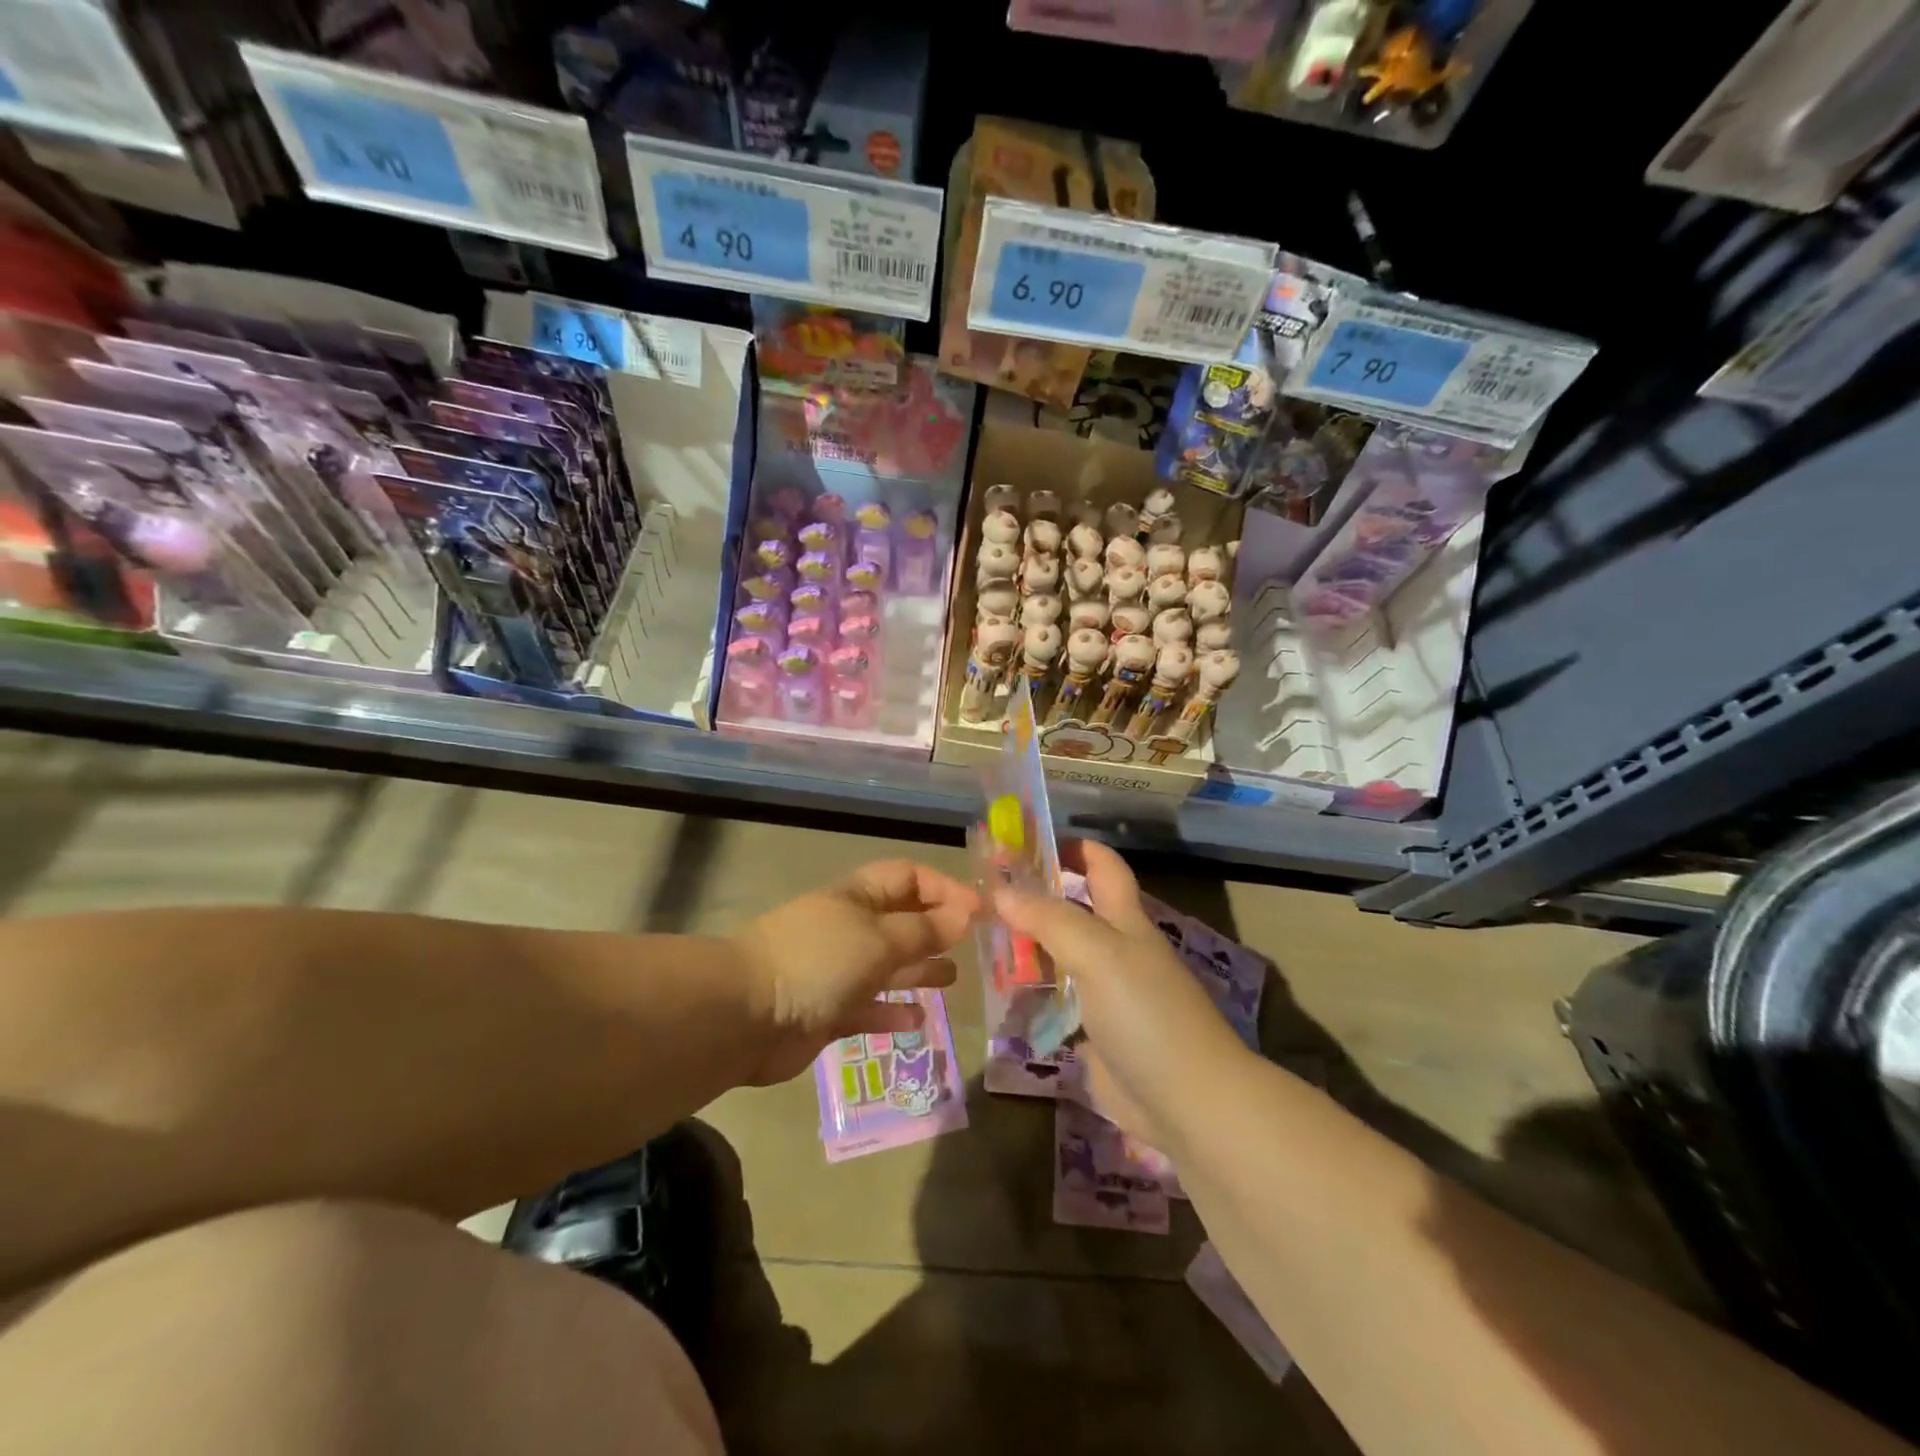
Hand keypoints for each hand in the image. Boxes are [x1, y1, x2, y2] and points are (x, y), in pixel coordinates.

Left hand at [731, 859, 978, 1085]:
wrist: (746, 1015)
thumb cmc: (818, 961)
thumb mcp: (879, 939)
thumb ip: (924, 930)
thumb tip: (966, 913)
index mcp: (857, 897)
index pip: (907, 877)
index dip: (944, 888)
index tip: (979, 912)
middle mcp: (848, 928)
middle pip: (900, 921)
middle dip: (935, 930)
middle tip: (970, 947)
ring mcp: (836, 971)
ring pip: (887, 966)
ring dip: (918, 970)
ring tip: (951, 979)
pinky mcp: (827, 1011)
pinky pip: (868, 1007)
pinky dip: (892, 1011)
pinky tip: (918, 1019)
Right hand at [995, 841, 1251, 1153]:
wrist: (1187, 1101)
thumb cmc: (1146, 1013)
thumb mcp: (1098, 953)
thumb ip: (1049, 919)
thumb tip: (1001, 890)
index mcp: (1125, 921)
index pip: (1102, 867)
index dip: (1072, 848)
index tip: (1026, 843)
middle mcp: (1115, 950)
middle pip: (1072, 911)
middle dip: (1033, 898)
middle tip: (983, 895)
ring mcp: (1105, 994)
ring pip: (1059, 957)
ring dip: (1025, 947)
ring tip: (977, 940)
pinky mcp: (1093, 1034)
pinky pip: (1055, 1004)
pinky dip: (1029, 994)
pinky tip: (997, 992)